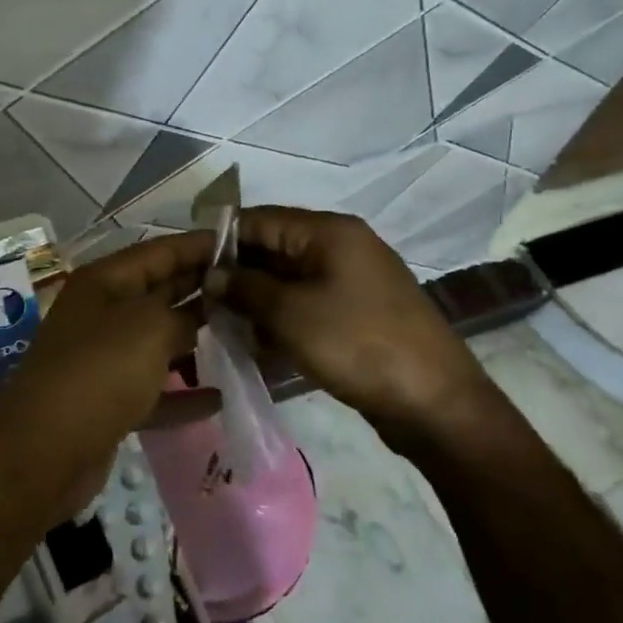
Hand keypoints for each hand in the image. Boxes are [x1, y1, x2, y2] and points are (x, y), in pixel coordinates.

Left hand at [0, 231, 219, 516]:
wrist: (45, 451)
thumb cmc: (100, 371)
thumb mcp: (150, 328)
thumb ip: (184, 313)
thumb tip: (201, 315)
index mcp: (104, 282)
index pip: (160, 251)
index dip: (201, 246)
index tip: (245, 245)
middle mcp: (102, 312)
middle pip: (161, 293)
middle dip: (204, 291)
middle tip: (253, 292)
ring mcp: (103, 357)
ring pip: (159, 341)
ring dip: (197, 342)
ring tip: (246, 339)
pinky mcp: (108, 400)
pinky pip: (153, 388)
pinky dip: (183, 392)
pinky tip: (220, 397)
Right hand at [224, 207, 486, 446]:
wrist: (435, 403)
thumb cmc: (357, 344)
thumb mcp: (291, 314)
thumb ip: (245, 288)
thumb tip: (212, 273)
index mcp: (329, 232)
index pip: (260, 219)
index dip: (221, 239)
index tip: (187, 266)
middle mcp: (341, 248)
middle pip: (274, 249)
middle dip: (236, 274)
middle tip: (200, 302)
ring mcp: (352, 282)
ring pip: (288, 281)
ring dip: (255, 301)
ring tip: (220, 327)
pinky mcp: (357, 315)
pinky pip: (307, 306)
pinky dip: (280, 320)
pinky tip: (254, 345)